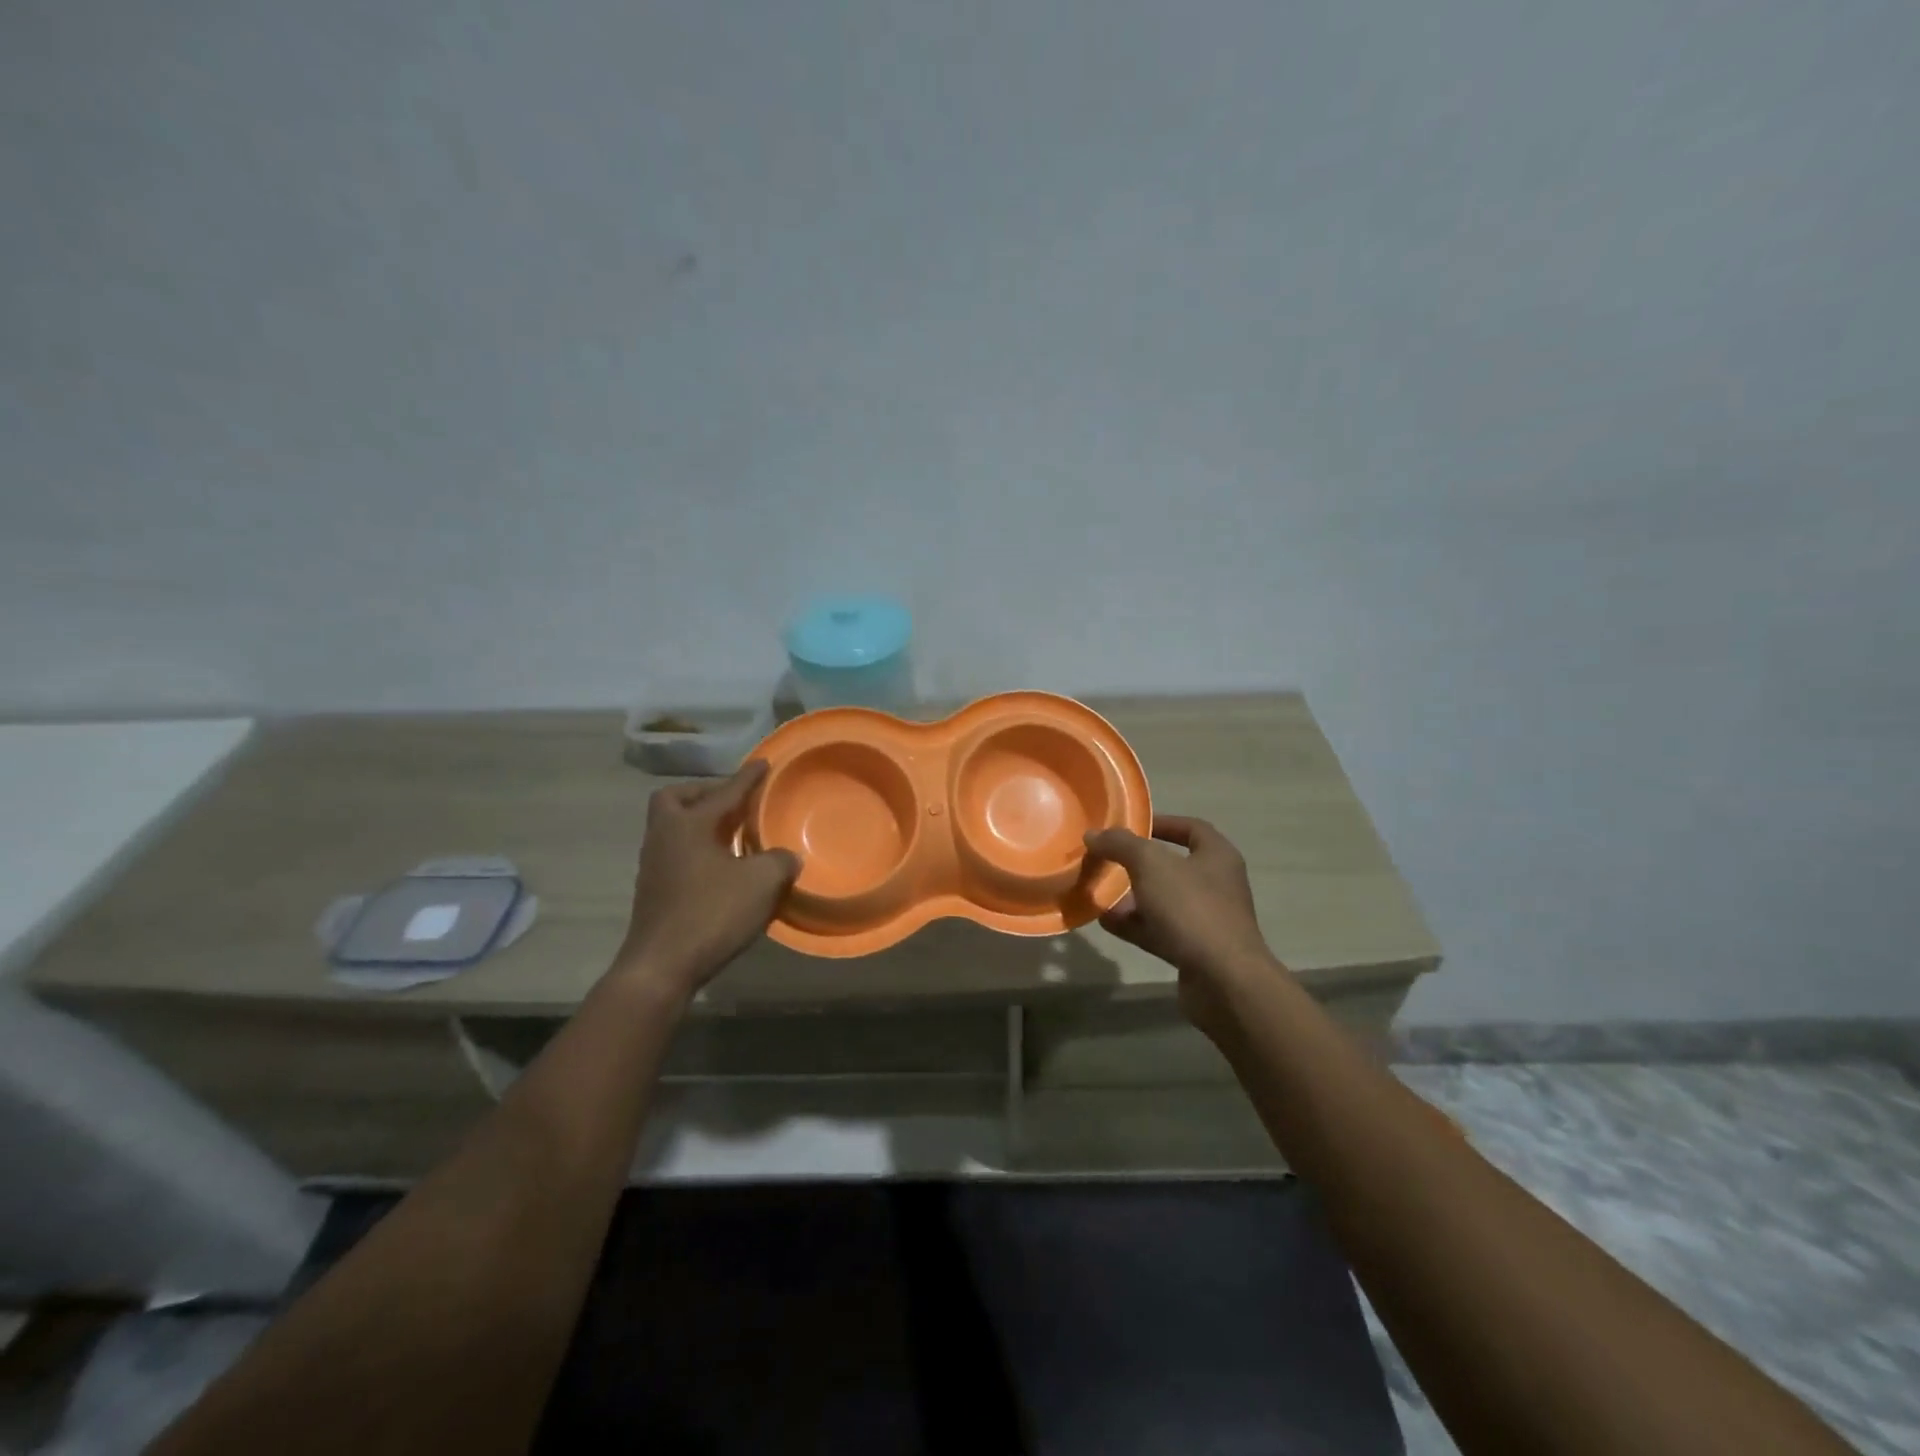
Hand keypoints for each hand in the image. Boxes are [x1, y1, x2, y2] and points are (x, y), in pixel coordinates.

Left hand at [614, 761, 799, 996]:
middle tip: (732, 803)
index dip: (748, 778)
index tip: (763, 763)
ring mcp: (654, 865)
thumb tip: (786, 856)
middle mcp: (665, 837)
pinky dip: (697, 849)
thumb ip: (779, 861)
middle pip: (675, 799)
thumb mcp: (761, 883)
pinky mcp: (654, 891)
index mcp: (689, 825)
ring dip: (700, 824)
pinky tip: (721, 867)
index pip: (725, 792)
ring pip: (673, 827)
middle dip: (704, 794)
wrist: (661, 967)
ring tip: (732, 834)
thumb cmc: (711, 914)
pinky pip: (676, 853)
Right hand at [1083, 815, 1281, 1032]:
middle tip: (1106, 860)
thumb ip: (1121, 844)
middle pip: (1172, 866)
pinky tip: (1105, 921)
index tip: (1130, 826)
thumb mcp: (1151, 865)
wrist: (1224, 982)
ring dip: (1131, 897)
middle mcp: (1216, 885)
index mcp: (1217, 856)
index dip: (1161, 823)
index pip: (1191, 828)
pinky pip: (1158, 930)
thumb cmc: (1192, 909)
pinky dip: (1133, 925)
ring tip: (1098, 892)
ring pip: (1162, 901)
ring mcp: (1206, 920)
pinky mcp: (1193, 951)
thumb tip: (1094, 834)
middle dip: (1137, 864)